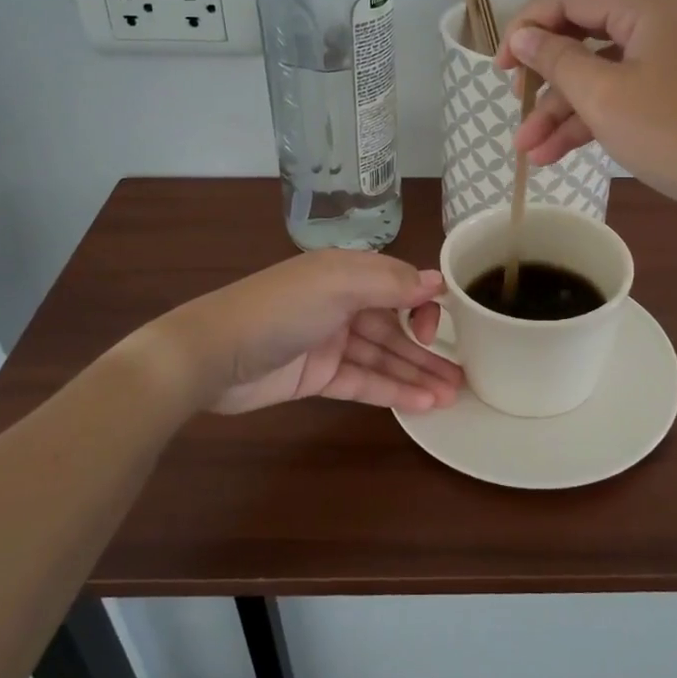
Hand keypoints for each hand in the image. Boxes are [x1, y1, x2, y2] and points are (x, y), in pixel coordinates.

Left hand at [159, 252, 460, 415]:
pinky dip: (391, 391)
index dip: (422, 305)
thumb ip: (390, 282)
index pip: (398, 285)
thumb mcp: (338, 283)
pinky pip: (363, 381)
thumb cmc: (279, 309)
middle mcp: (342, 303)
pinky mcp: (318, 376)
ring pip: (383, 356)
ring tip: (453, 395)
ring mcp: (330, 341)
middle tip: (463, 374)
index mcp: (346, 272)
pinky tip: (422, 405)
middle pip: (394, 326)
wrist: (212, 355)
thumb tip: (437, 280)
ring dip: (416, 374)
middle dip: (428, 348)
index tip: (439, 328)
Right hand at [494, 0, 676, 237]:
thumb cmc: (673, 132)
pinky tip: (555, 151)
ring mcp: (670, 56)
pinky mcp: (676, 87)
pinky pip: (623, 91)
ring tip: (528, 149)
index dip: (527, 27)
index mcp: (646, 7)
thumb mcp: (603, 97)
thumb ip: (556, 60)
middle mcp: (660, 20)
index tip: (500, 67)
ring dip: (562, 109)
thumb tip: (523, 36)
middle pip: (583, 36)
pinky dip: (592, 117)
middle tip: (514, 104)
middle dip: (543, 77)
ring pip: (601, 72)